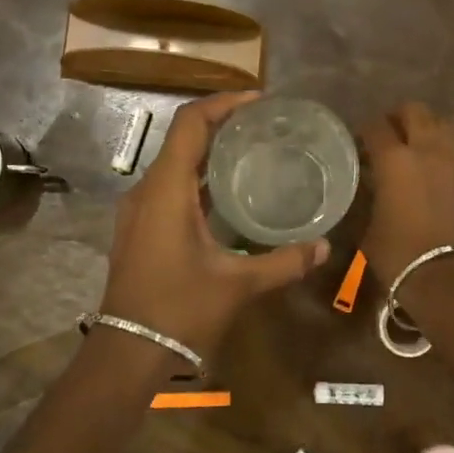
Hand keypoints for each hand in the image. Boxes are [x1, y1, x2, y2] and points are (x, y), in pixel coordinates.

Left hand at [99, 93, 329, 358]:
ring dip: (210, 152)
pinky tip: (228, 195)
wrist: (129, 351)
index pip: (191, 123)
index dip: (223, 103)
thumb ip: (283, 262)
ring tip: (253, 153)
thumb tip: (324, 247)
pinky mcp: (140, 228)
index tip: (259, 100)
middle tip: (265, 126)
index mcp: (167, 190)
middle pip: (183, 138)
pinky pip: (170, 186)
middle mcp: (147, 190)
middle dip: (222, 124)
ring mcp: (139, 210)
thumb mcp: (238, 285)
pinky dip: (199, 178)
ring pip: (175, 163)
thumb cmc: (180, 310)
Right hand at [360, 101, 453, 281]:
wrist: (448, 278)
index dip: (365, 130)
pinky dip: (442, 150)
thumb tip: (371, 185)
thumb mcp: (368, 226)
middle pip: (415, 111)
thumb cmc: (399, 255)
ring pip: (442, 124)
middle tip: (388, 134)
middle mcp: (427, 150)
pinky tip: (433, 169)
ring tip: (415, 146)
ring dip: (426, 128)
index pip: (376, 126)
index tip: (359, 142)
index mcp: (395, 159)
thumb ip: (370, 196)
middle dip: (399, 117)